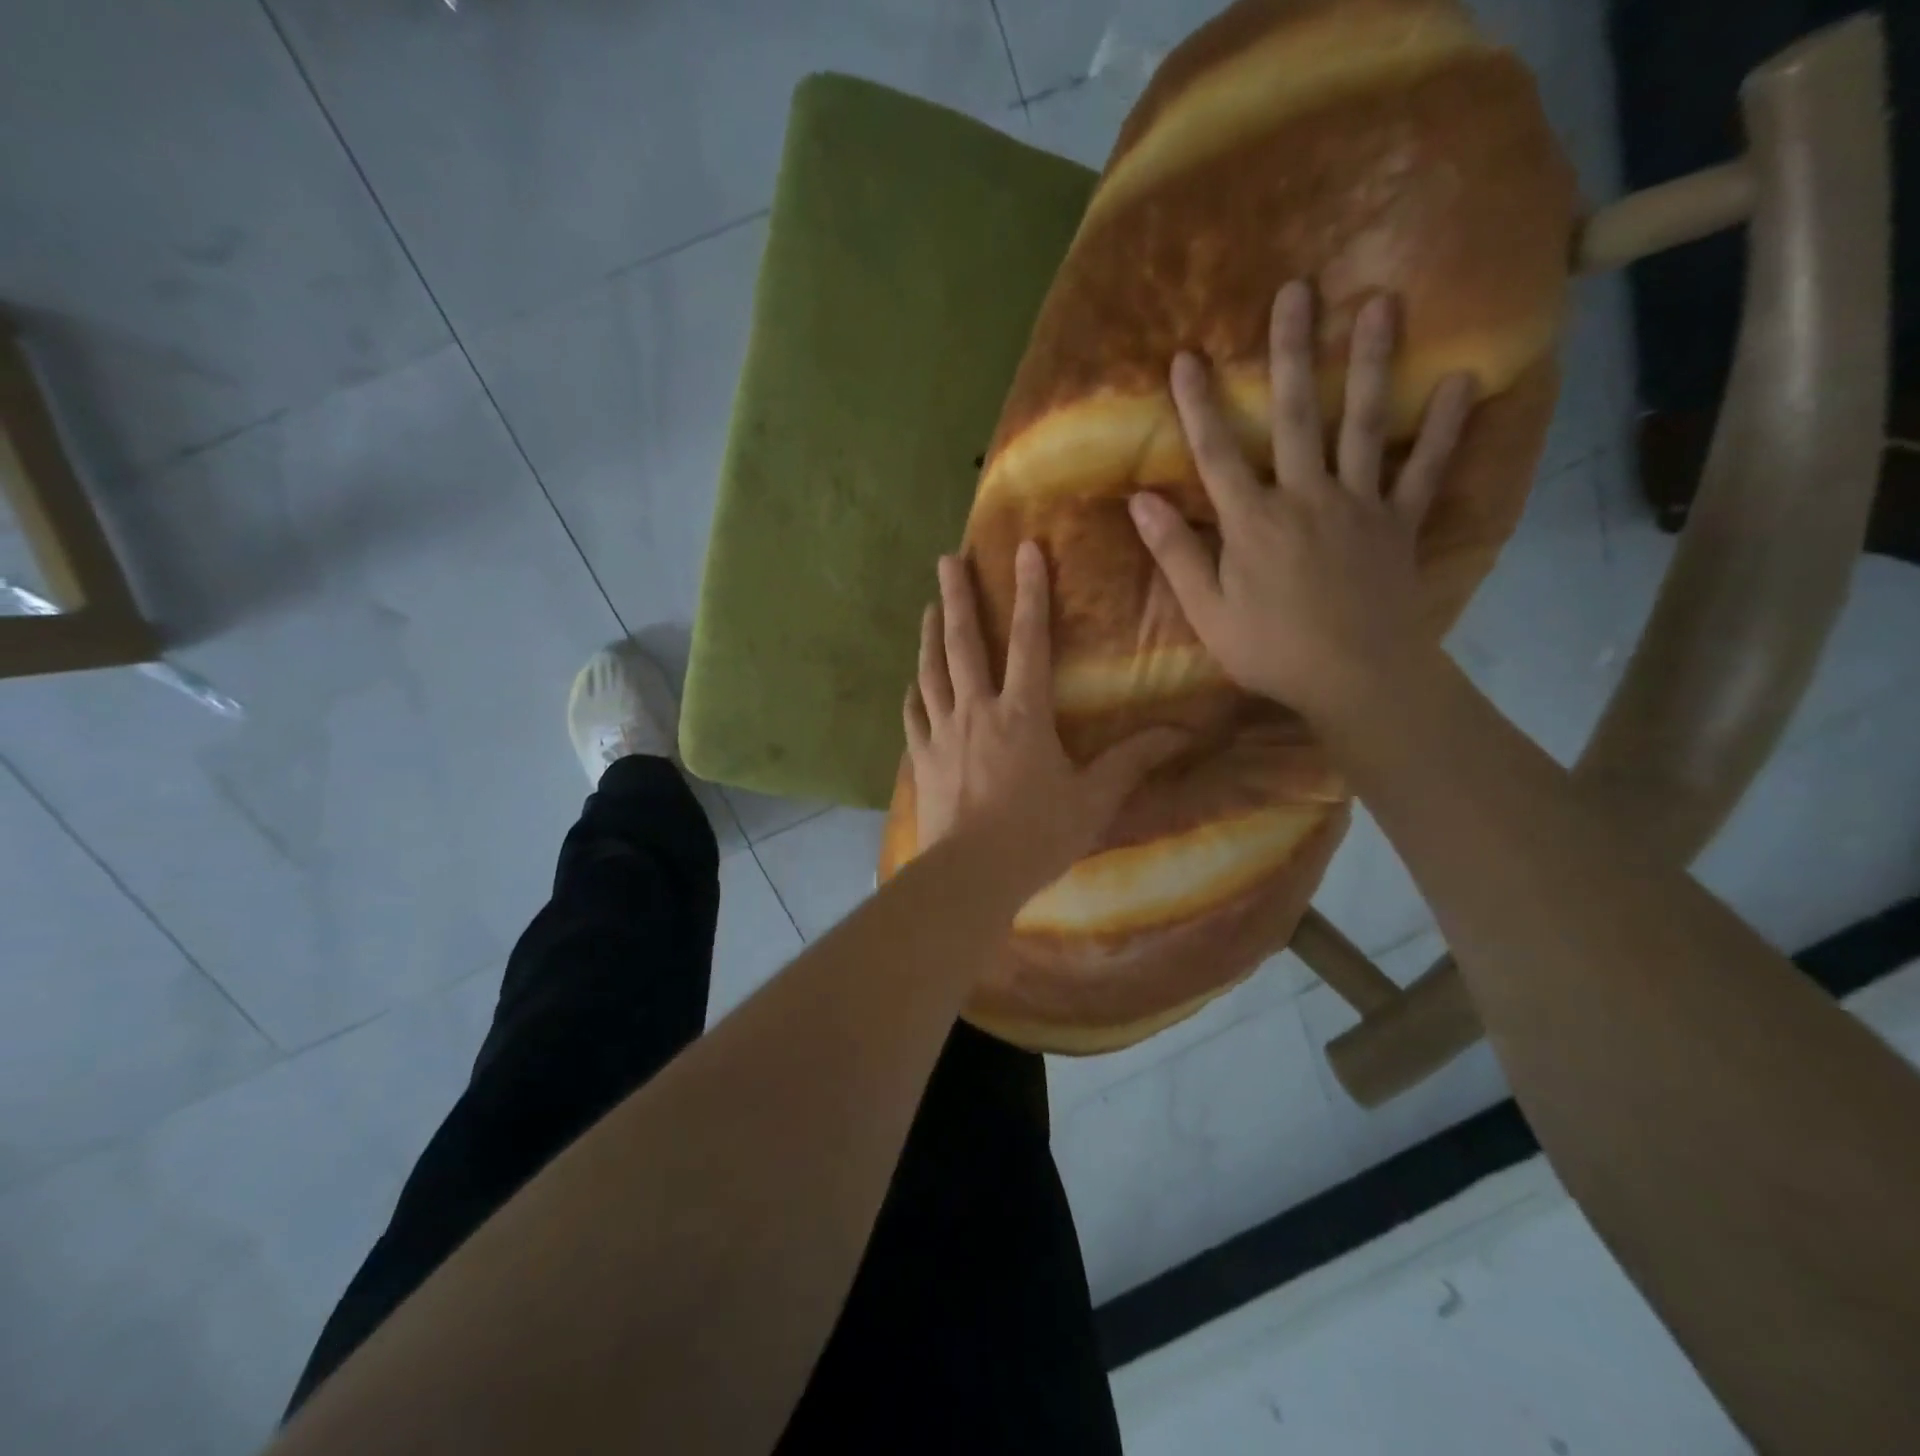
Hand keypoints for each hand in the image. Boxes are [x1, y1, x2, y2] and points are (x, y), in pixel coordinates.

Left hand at [905, 542, 1187, 883]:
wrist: (972, 874)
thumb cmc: (1038, 834)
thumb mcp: (1094, 798)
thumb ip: (1132, 761)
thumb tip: (1182, 733)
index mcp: (1022, 713)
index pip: (1029, 640)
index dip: (1030, 592)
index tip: (1025, 550)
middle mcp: (977, 711)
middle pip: (964, 643)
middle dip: (959, 597)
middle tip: (947, 559)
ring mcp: (942, 734)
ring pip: (932, 673)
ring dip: (930, 636)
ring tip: (929, 608)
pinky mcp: (922, 760)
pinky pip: (914, 718)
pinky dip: (914, 696)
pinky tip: (911, 686)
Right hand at [1127, 280, 1474, 725]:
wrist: (1356, 678)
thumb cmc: (1271, 650)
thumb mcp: (1207, 611)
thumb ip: (1176, 554)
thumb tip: (1140, 502)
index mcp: (1253, 522)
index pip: (1217, 453)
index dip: (1199, 404)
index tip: (1186, 356)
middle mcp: (1306, 497)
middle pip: (1298, 415)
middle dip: (1293, 353)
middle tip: (1298, 291)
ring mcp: (1359, 505)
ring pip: (1363, 425)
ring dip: (1372, 363)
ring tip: (1382, 304)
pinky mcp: (1399, 524)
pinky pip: (1424, 471)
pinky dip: (1442, 429)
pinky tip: (1462, 381)